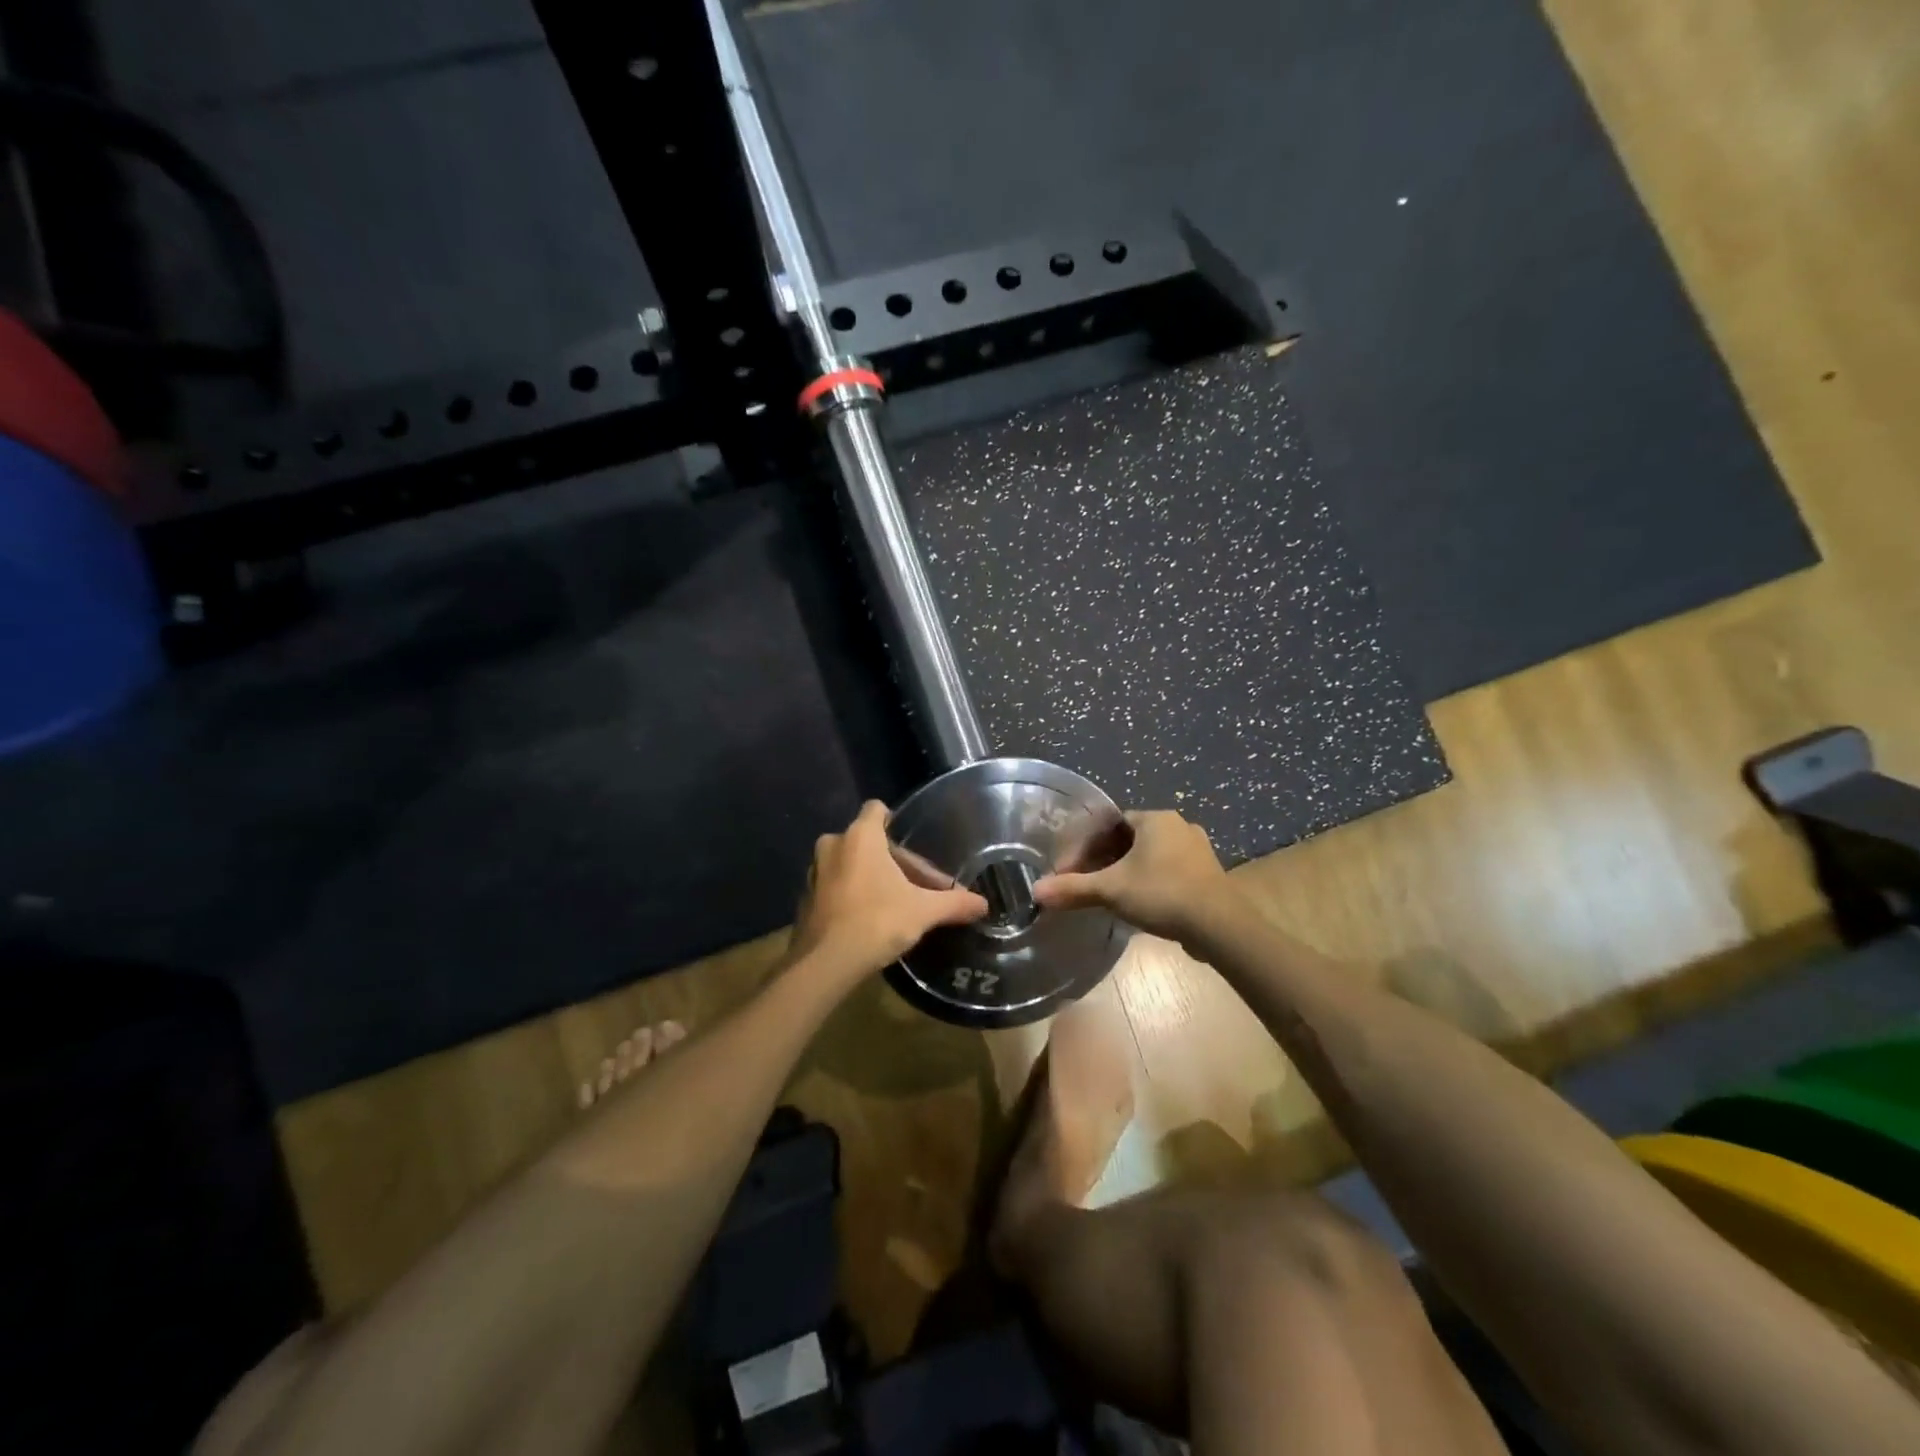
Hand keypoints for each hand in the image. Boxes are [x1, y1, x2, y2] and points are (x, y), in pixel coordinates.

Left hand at [789, 801, 989, 981]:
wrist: (826, 963)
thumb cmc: (877, 921)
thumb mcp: (923, 911)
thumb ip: (953, 903)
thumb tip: (984, 904)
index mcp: (861, 836)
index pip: (876, 809)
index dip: (894, 821)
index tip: (910, 842)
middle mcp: (833, 845)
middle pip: (868, 841)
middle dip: (892, 861)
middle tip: (916, 886)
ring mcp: (815, 872)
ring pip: (849, 864)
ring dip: (870, 877)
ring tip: (894, 902)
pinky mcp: (806, 898)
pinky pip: (834, 886)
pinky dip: (851, 895)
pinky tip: (869, 919)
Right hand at [1033, 809, 1231, 942]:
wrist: (1219, 926)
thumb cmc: (1162, 894)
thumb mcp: (1110, 890)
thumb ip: (1073, 888)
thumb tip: (1036, 891)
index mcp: (1155, 818)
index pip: (1111, 824)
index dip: (1088, 846)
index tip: (1073, 869)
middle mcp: (1179, 826)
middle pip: (1131, 839)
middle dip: (1107, 860)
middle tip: (1089, 883)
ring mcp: (1198, 850)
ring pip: (1152, 856)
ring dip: (1130, 872)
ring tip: (1112, 896)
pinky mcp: (1208, 874)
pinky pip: (1171, 871)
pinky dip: (1152, 882)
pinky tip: (1143, 905)